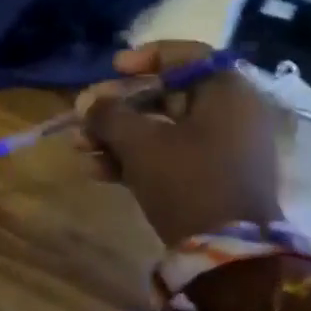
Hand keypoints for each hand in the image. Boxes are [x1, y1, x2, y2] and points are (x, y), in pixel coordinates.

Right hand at [79, 41, 282, 244]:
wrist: (228, 255)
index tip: (111, 69)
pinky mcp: (212, 180)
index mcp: (227, 92)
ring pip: (162, 130)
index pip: (185, 55)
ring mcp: (223, 150)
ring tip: (80, 149)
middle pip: (166, 96)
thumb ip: (109, 115)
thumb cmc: (188, 181)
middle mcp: (231, 115)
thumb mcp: (140, 143)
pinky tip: (97, 171)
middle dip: (118, 108)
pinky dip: (135, 159)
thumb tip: (88, 102)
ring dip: (118, 137)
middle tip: (83, 117)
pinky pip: (169, 157)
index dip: (144, 57)